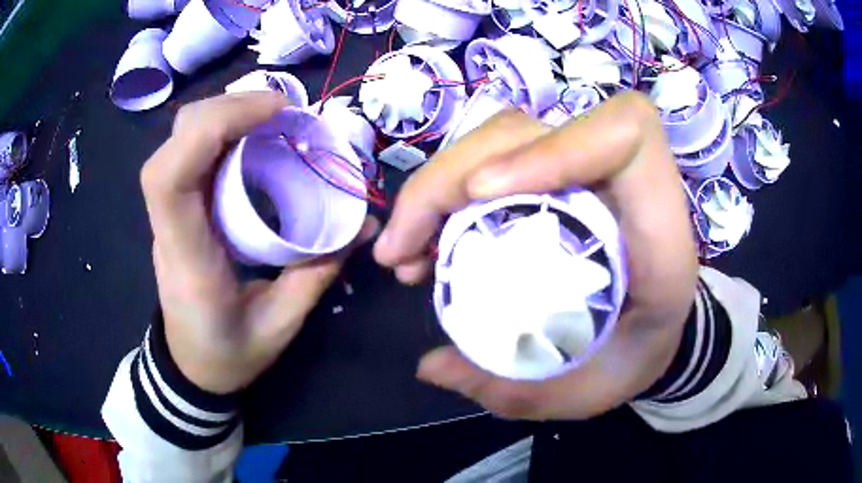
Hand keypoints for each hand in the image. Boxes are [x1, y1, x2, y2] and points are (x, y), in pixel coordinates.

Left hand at [141, 92, 377, 393]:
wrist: (192, 366)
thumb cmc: (228, 354)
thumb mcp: (280, 324)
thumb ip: (318, 272)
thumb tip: (363, 224)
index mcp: (187, 257)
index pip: (171, 177)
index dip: (213, 127)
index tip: (274, 112)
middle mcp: (169, 225)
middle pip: (176, 140)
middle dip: (228, 107)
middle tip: (283, 109)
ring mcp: (170, 212)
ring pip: (180, 138)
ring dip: (227, 112)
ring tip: (274, 115)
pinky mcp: (180, 207)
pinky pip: (192, 151)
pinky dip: (224, 129)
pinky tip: (256, 134)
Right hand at [374, 92, 697, 419]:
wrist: (655, 333)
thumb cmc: (634, 357)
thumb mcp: (587, 389)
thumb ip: (517, 388)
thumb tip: (433, 367)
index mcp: (656, 228)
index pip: (623, 138)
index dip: (555, 146)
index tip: (481, 195)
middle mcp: (619, 181)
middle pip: (528, 131)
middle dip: (448, 179)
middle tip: (400, 250)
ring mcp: (581, 170)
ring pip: (499, 138)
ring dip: (436, 187)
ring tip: (403, 252)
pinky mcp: (553, 178)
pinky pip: (491, 160)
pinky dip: (445, 195)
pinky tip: (425, 244)